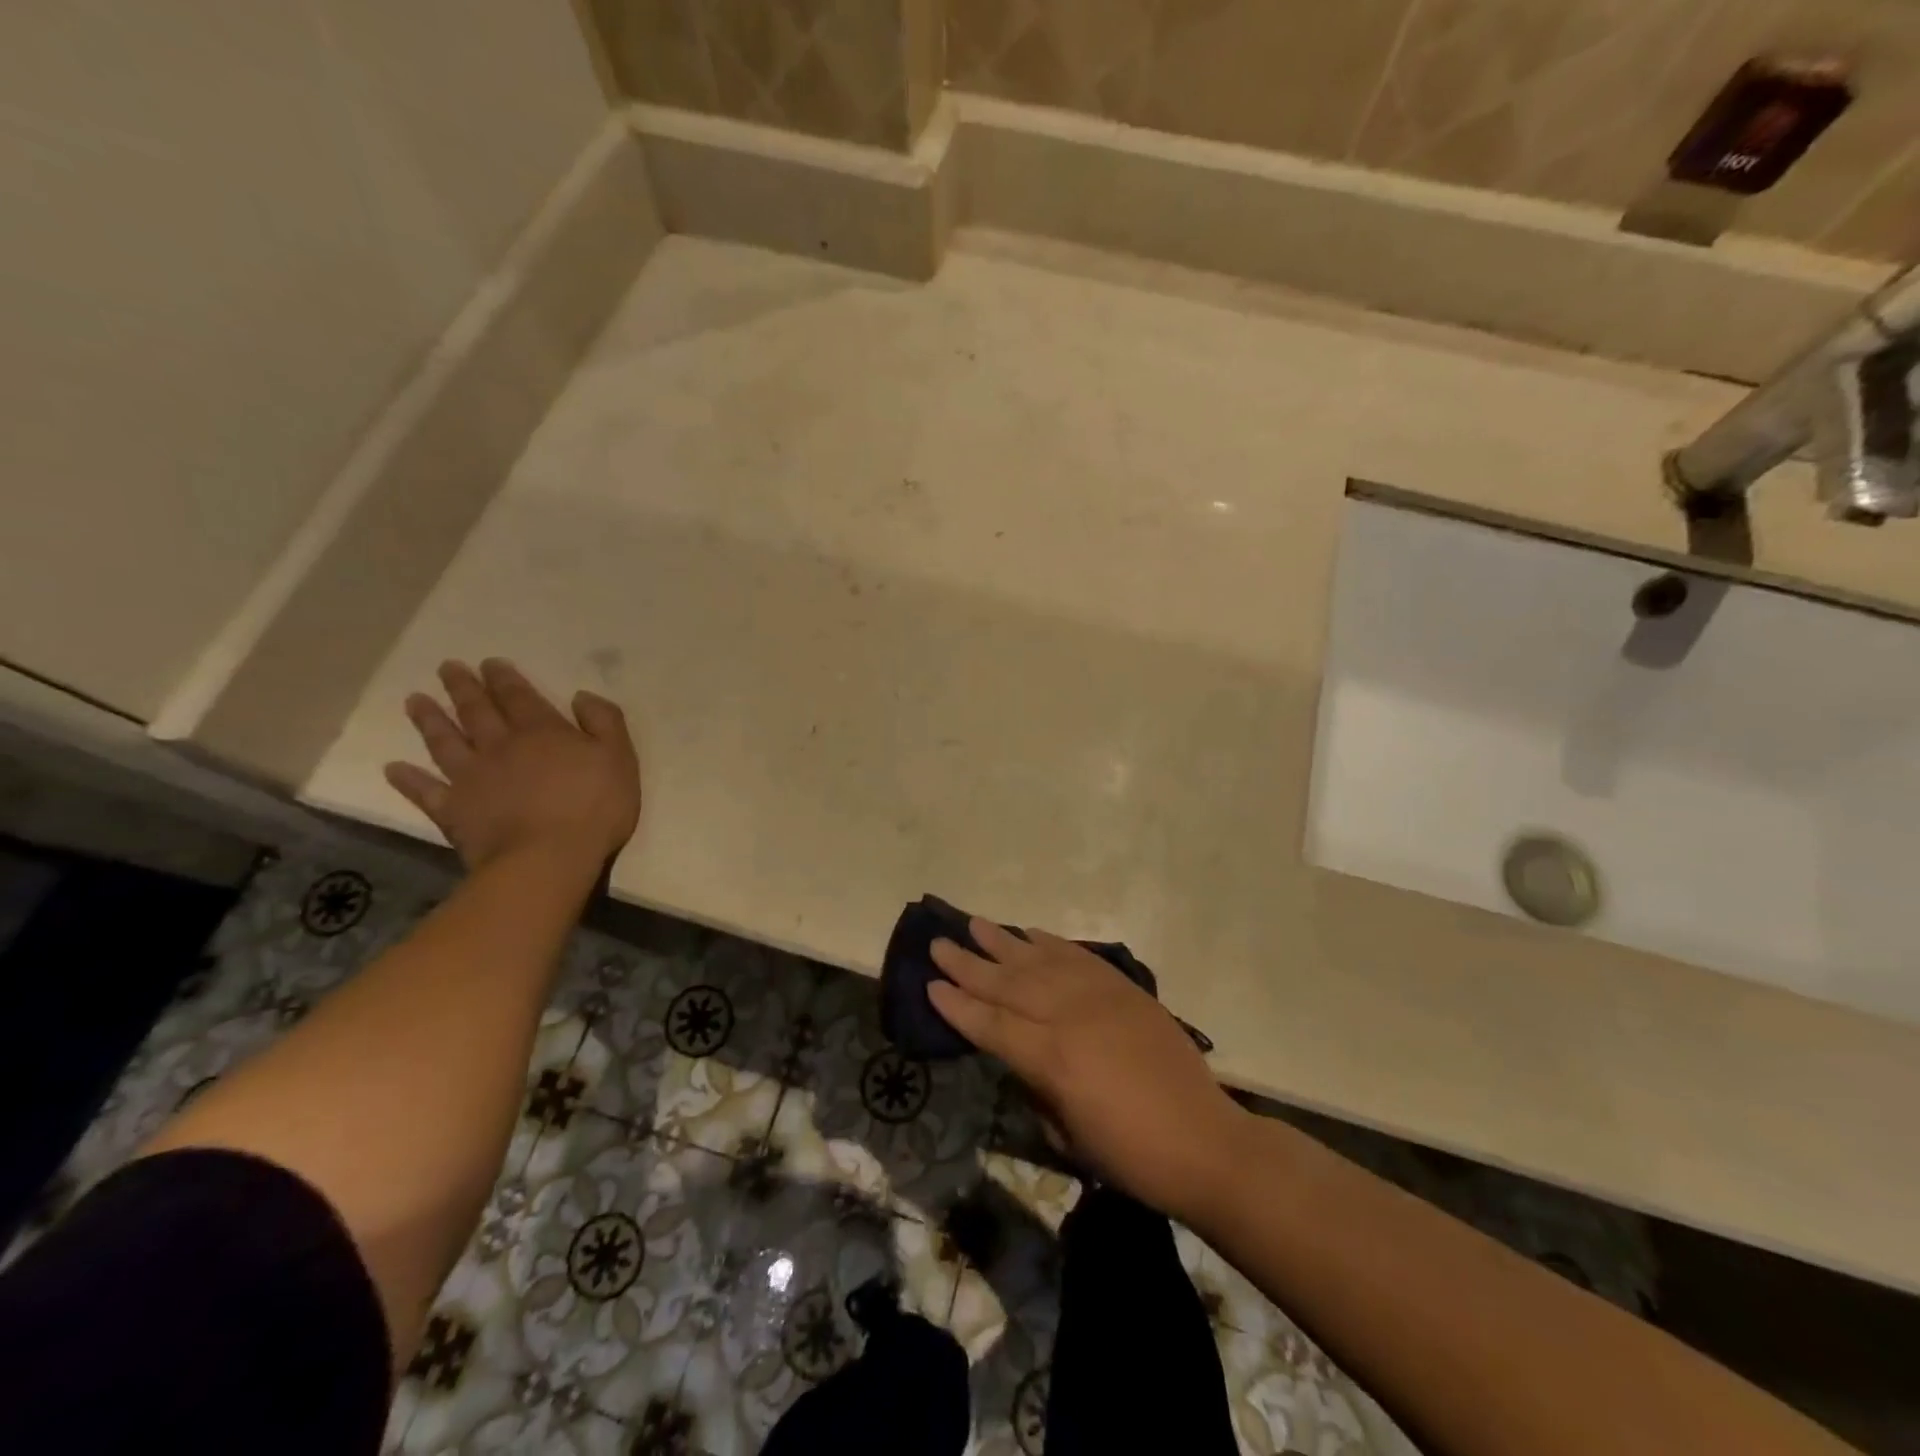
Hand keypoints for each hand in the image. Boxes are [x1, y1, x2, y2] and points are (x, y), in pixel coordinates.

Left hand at [384, 659, 640, 872]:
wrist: (547, 858)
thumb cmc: (594, 807)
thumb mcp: (619, 757)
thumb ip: (604, 722)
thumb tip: (582, 696)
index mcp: (543, 732)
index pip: (520, 697)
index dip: (505, 679)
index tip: (489, 663)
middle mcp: (501, 746)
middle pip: (478, 712)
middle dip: (464, 688)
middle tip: (447, 668)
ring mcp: (472, 778)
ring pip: (446, 742)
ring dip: (430, 721)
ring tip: (414, 701)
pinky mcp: (454, 811)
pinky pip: (426, 792)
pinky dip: (409, 780)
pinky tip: (393, 769)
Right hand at [930, 921, 1247, 1222]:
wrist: (1204, 1141)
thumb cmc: (1131, 1156)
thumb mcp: (1068, 1136)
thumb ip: (1036, 1087)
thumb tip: (1018, 1057)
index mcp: (1052, 1060)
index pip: (992, 1024)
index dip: (958, 1005)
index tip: (930, 984)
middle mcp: (1069, 1017)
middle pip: (1008, 983)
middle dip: (969, 964)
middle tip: (938, 943)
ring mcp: (1099, 997)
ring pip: (1040, 961)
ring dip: (1003, 941)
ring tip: (974, 922)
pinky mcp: (1123, 989)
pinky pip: (1078, 957)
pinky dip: (1051, 943)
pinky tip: (1029, 932)